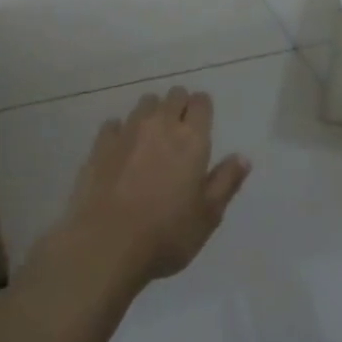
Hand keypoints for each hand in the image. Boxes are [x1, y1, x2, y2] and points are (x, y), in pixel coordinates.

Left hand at [57, 86, 251, 284]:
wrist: (106, 246)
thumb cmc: (167, 234)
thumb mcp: (208, 215)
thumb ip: (226, 181)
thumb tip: (242, 157)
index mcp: (191, 139)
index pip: (201, 102)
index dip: (203, 109)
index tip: (202, 125)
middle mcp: (160, 125)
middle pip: (173, 96)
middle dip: (179, 106)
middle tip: (180, 132)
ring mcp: (127, 132)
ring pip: (144, 104)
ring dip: (152, 114)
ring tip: (151, 139)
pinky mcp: (100, 145)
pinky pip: (114, 124)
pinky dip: (121, 131)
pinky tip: (121, 150)